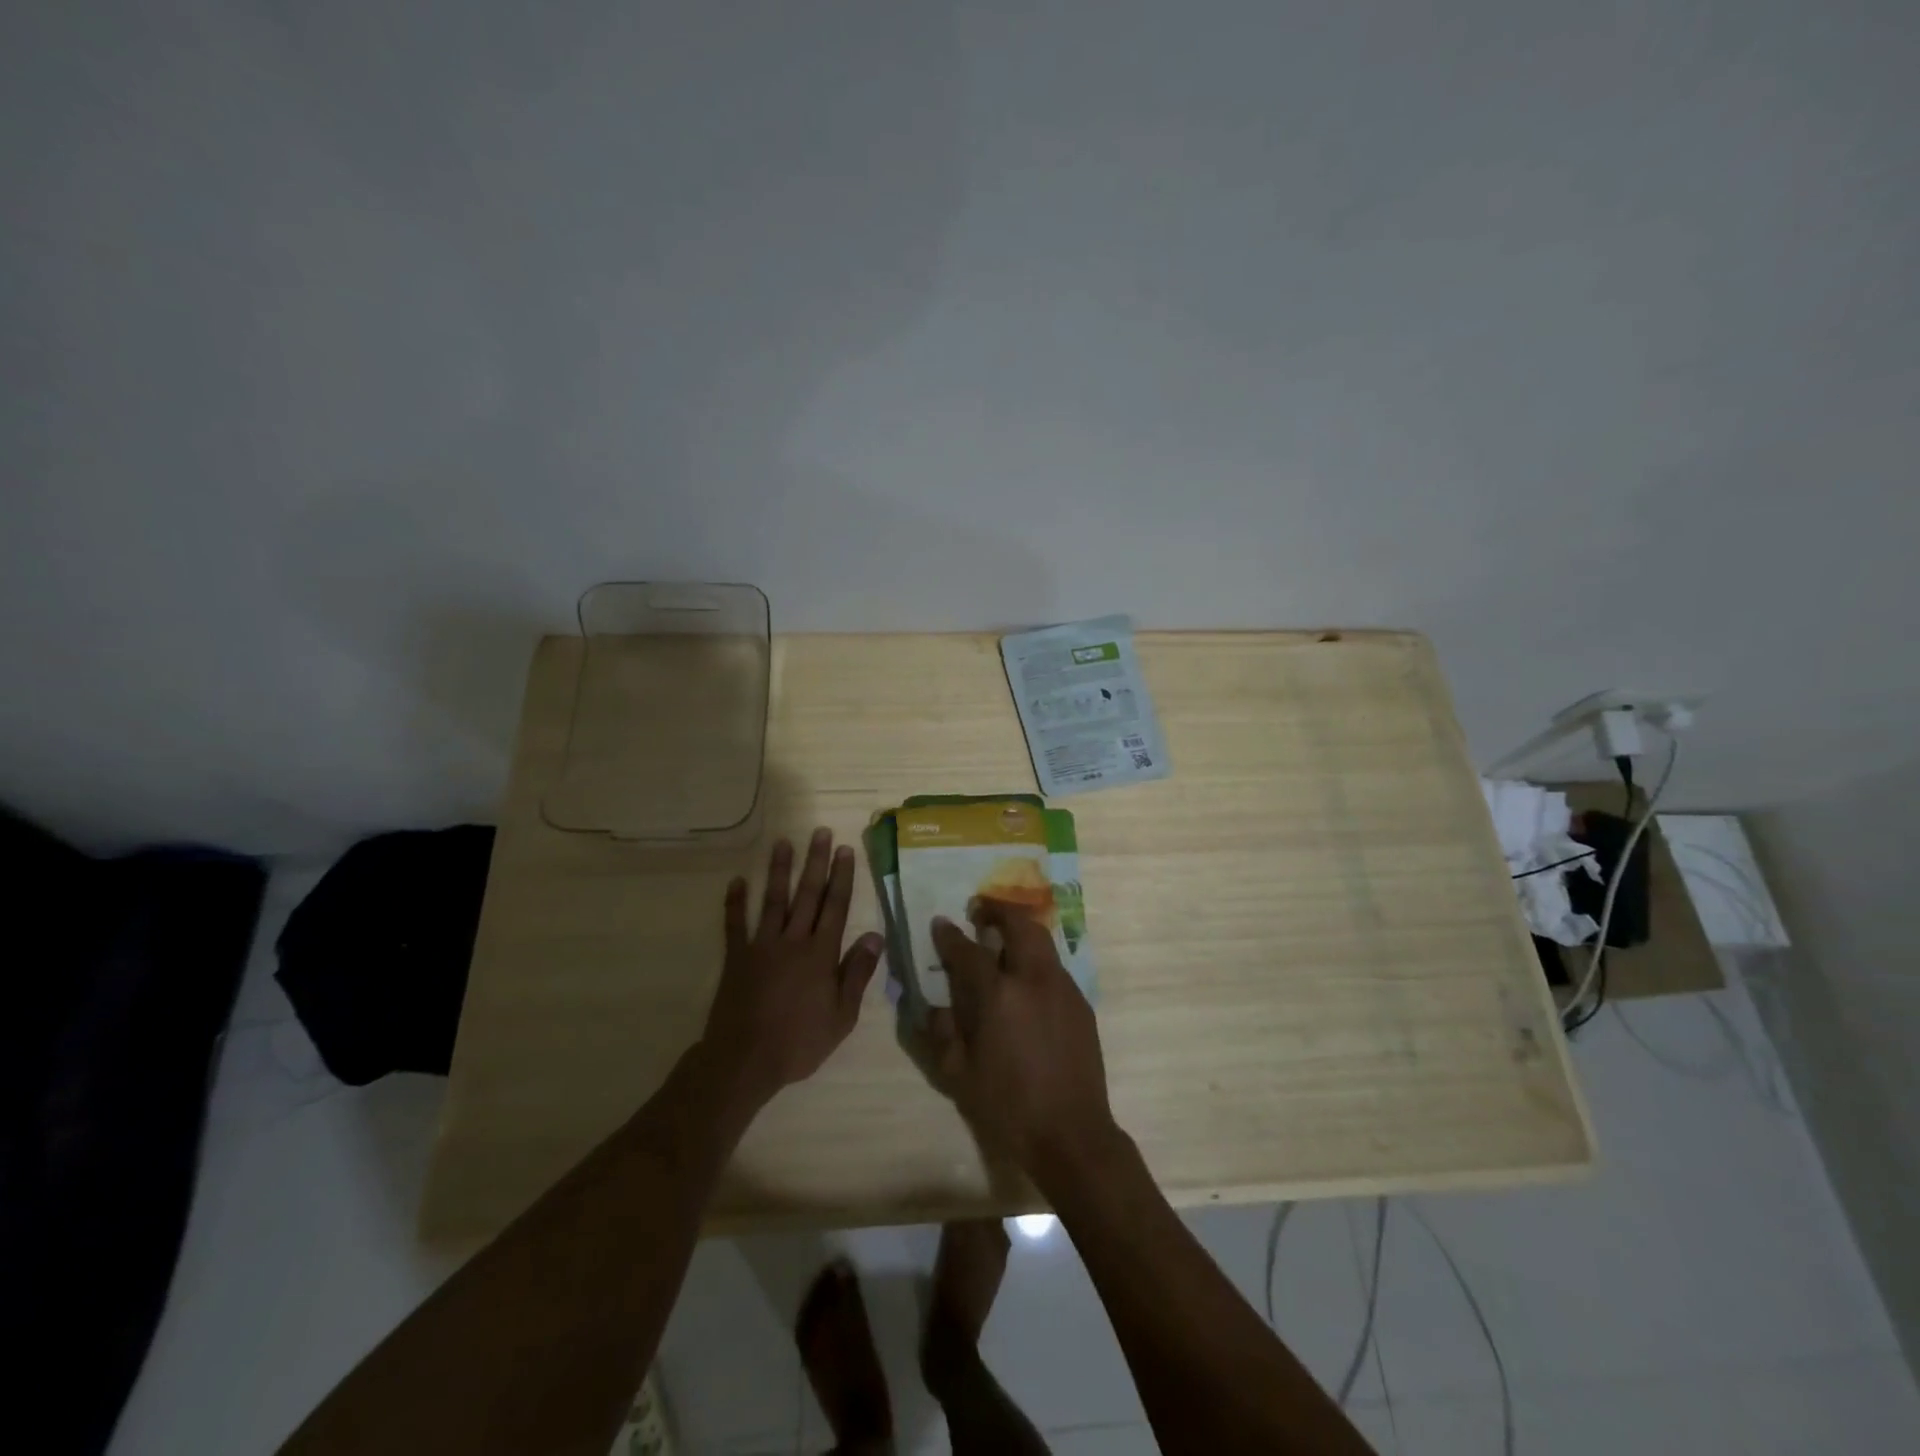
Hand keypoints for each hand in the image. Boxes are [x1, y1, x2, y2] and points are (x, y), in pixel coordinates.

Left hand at [701, 828, 883, 1108]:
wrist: (745, 1061)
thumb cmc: (799, 1042)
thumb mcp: (842, 1016)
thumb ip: (858, 973)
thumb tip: (876, 936)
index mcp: (821, 954)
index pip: (836, 907)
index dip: (842, 877)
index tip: (846, 850)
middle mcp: (793, 941)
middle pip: (807, 895)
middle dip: (816, 862)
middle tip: (821, 833)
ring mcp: (762, 946)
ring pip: (773, 900)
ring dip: (779, 870)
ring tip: (783, 842)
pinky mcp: (736, 958)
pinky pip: (735, 924)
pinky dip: (735, 902)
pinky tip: (737, 881)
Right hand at [927, 900, 1117, 1175]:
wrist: (1071, 1134)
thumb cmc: (1008, 1107)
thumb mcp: (959, 1075)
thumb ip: (942, 1033)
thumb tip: (934, 1005)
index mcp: (998, 996)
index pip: (969, 951)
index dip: (951, 935)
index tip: (941, 922)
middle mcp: (1033, 980)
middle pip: (1019, 925)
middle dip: (998, 911)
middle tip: (981, 911)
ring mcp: (1062, 989)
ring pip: (1042, 941)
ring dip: (1020, 931)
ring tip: (1003, 938)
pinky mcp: (1081, 1004)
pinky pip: (1055, 967)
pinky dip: (1037, 959)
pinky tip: (1026, 981)